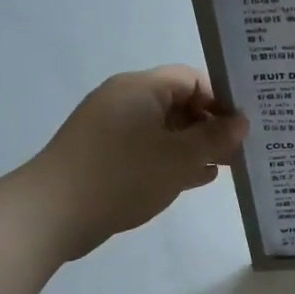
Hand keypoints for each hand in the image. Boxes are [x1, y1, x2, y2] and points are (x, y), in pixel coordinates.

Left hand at [21, 66, 247, 258]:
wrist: (52, 214)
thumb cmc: (123, 176)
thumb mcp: (180, 157)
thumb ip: (215, 138)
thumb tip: (241, 122)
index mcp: (141, 88)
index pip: (191, 79)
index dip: (220, 100)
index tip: (242, 127)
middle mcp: (124, 100)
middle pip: (179, 102)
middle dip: (211, 125)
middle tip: (240, 149)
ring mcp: (111, 128)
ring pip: (165, 129)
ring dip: (194, 145)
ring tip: (227, 166)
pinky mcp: (104, 155)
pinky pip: (148, 148)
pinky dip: (173, 159)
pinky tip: (197, 178)